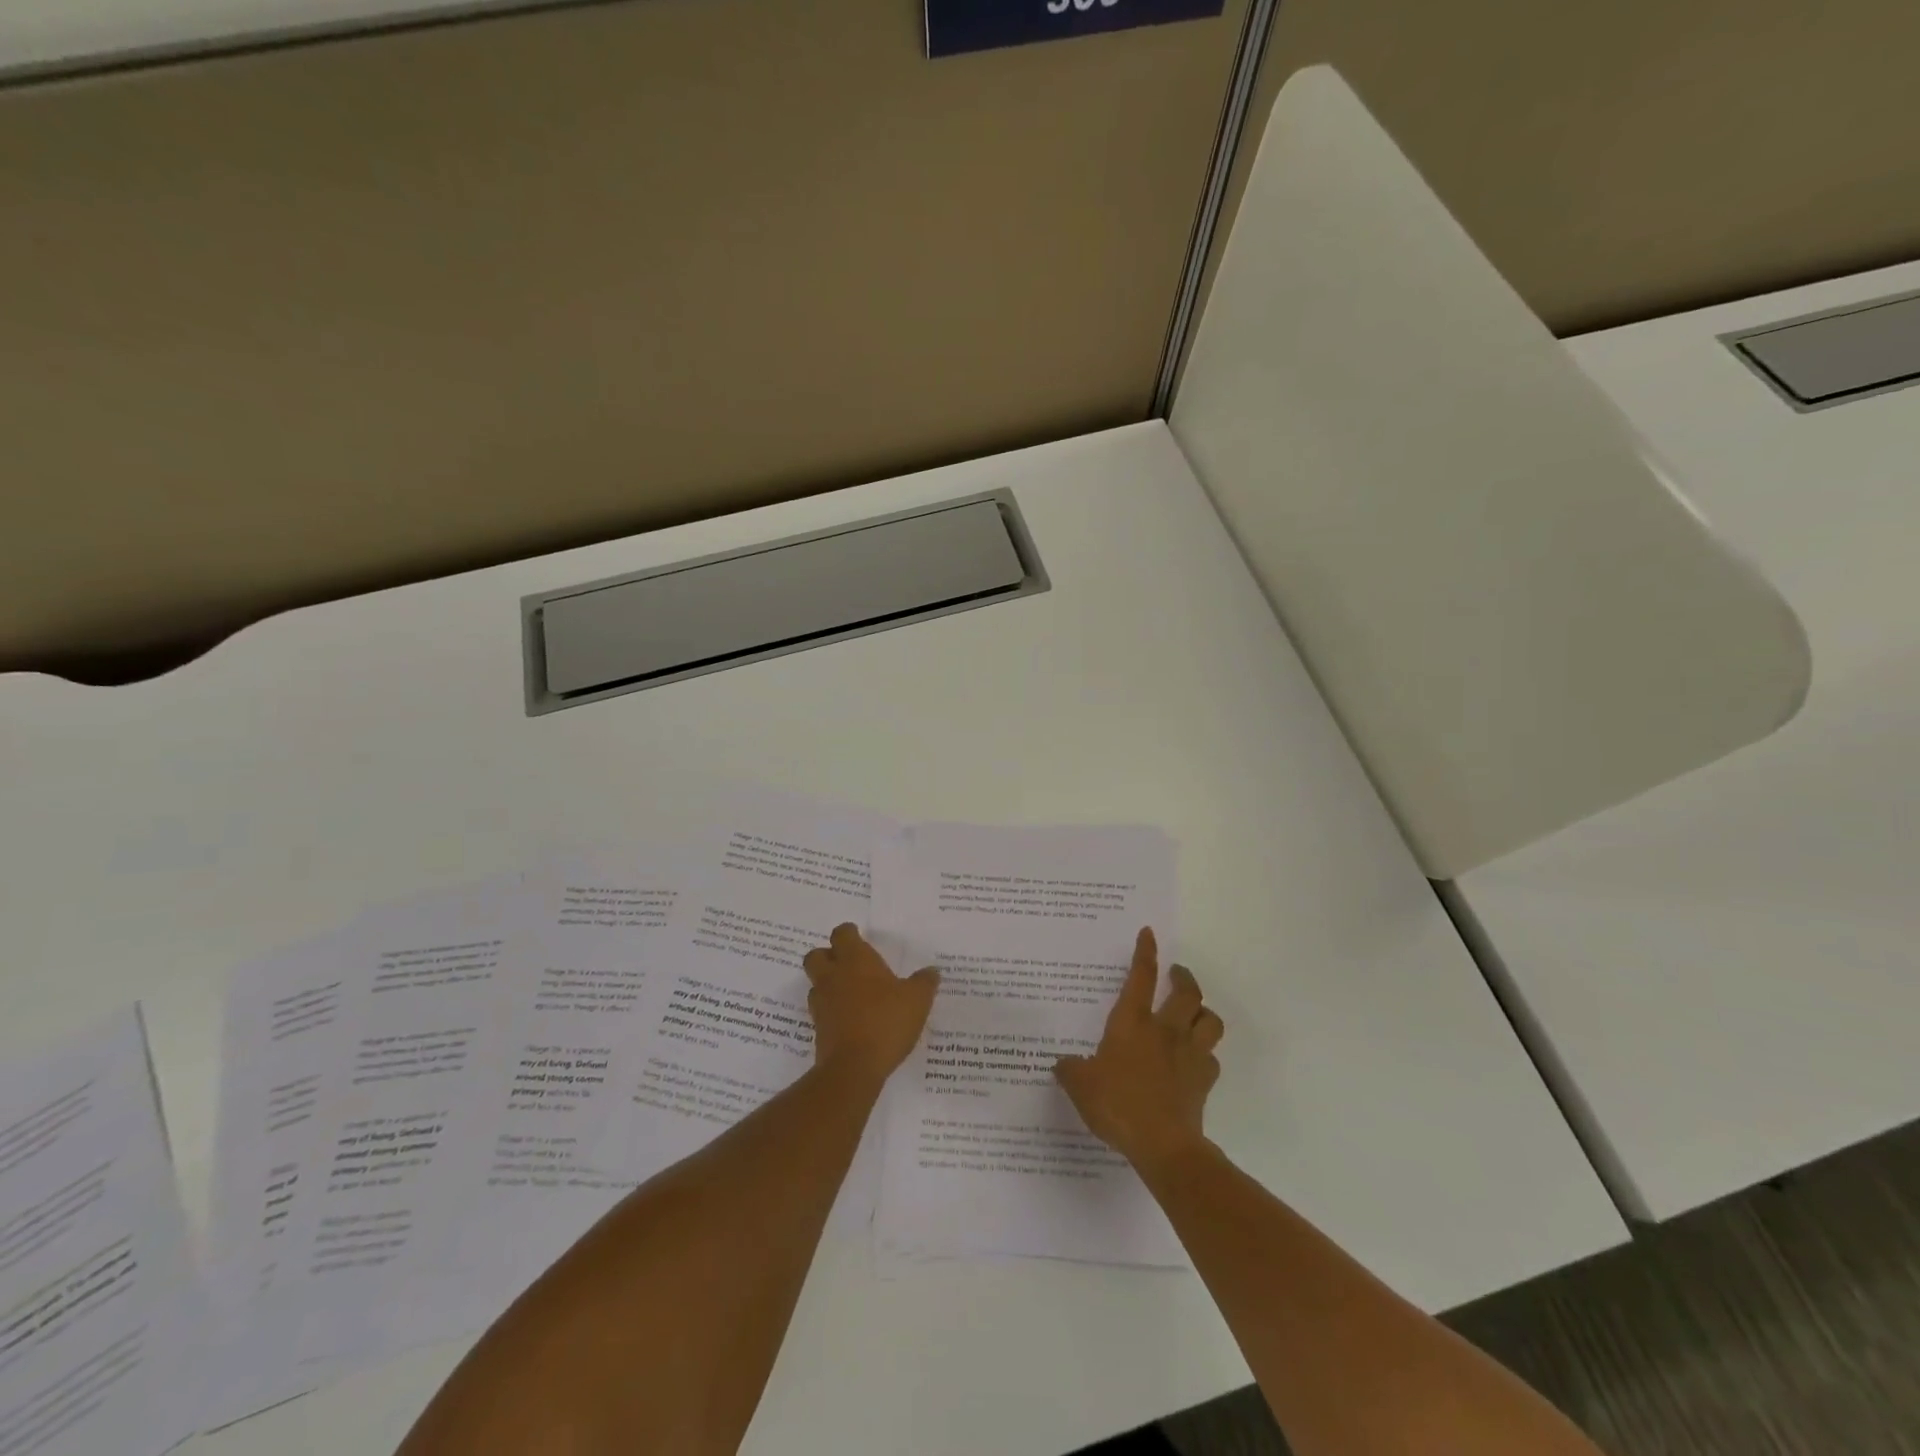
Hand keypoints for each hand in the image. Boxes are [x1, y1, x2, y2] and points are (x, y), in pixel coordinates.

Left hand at [802, 924, 939, 1084]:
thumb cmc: (886, 1021)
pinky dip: (831, 1011)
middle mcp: (833, 976)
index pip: (842, 934)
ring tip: (851, 994)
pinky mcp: (818, 1028)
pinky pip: (821, 1010)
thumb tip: (932, 971)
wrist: (854, 1067)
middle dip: (828, 956)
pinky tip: (850, 1019)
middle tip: (848, 963)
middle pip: (817, 955)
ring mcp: (822, 1003)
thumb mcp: (917, 1000)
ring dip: (828, 984)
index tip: (858, 937)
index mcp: (855, 960)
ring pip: (816, 983)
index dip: (849, 933)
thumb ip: (924, 982)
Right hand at [1054, 928, 1222, 1173]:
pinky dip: (1205, 1054)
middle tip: (1177, 974)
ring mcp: (1190, 1054)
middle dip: (1183, 977)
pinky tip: (1195, 1061)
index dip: (1145, 953)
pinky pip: (1212, 1058)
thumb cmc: (1118, 1104)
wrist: (1163, 1144)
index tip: (1149, 933)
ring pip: (1210, 1020)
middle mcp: (1165, 1030)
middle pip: (1187, 992)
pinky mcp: (1204, 1080)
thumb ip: (1070, 1069)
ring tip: (1194, 1013)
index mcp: (1132, 1023)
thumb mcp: (1080, 1085)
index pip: (1141, 977)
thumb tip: (1062, 1063)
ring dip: (1203, 1012)